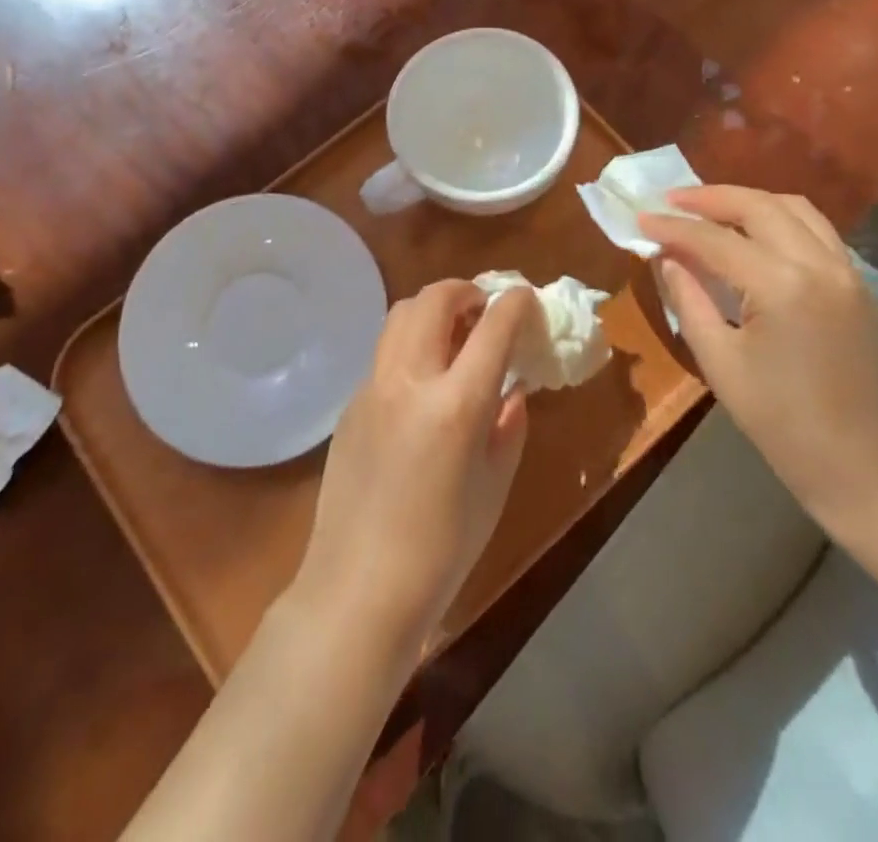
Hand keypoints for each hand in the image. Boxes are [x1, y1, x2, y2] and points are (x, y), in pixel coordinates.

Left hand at [293, 279, 535, 654]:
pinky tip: (421, 383)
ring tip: (453, 334)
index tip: (527, 299)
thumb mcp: (494, 486)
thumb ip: (508, 426)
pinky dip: (410, 345)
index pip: (493, 327)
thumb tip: (512, 390)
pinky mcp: (350, 403)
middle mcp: (410, 379)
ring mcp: (372, 386)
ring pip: (401, 315)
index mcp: (456, 404)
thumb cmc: (442, 549)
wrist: (359, 587)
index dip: (515, 304)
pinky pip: (384, 353)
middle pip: (435, 299)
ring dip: (433, 309)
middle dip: (466, 290)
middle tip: (484, 310)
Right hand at [638, 186, 877, 522]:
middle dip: (710, 198)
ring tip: (711, 210)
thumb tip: (668, 258)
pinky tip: (754, 236)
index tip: (640, 217)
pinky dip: (780, 220)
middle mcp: (820, 265)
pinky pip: (817, 232)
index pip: (715, 240)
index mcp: (782, 286)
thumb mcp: (719, 361)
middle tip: (671, 201)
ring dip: (749, 202)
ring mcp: (848, 272)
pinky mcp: (859, 286)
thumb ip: (689, 299)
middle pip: (759, 206)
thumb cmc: (779, 422)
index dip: (673, 227)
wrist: (860, 467)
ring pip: (795, 208)